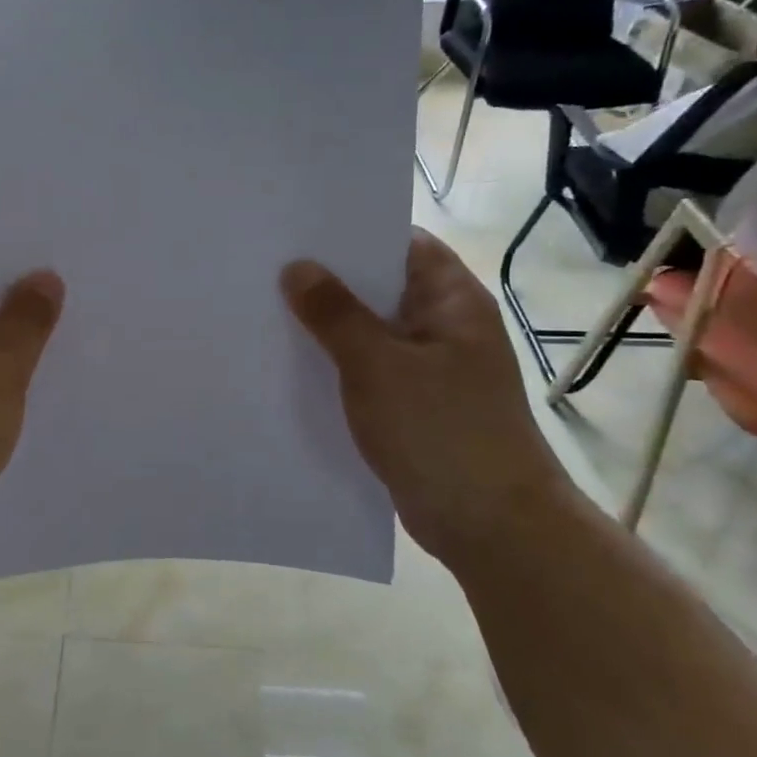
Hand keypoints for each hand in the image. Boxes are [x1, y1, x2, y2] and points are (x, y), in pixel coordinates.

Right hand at [282, 230, 575, 565]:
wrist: (491, 525)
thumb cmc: (440, 430)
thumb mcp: (377, 364)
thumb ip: (334, 313)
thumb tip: (296, 267)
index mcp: (451, 300)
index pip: (399, 243)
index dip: (350, 232)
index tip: (295, 231)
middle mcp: (444, 325)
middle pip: (380, 287)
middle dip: (328, 281)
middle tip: (265, 269)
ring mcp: (431, 367)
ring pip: (370, 332)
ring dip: (328, 327)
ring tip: (266, 312)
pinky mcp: (416, 404)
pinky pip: (370, 371)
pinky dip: (338, 365)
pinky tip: (293, 366)